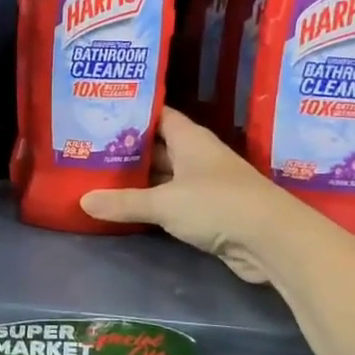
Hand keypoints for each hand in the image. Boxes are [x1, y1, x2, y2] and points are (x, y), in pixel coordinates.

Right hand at [79, 108, 296, 281]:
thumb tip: (83, 201)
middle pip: (158, 146)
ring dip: (138, 178)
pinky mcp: (208, 211)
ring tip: (99, 176)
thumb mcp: (164, 203)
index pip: (158, 115)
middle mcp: (198, 156)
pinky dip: (152, 202)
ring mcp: (204, 184)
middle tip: (89, 148)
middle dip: (128, 148)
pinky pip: (172, 201)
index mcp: (190, 139)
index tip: (101, 113)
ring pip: (164, 175)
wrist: (271, 241)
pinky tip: (126, 206)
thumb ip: (123, 202)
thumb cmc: (217, 205)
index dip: (133, 113)